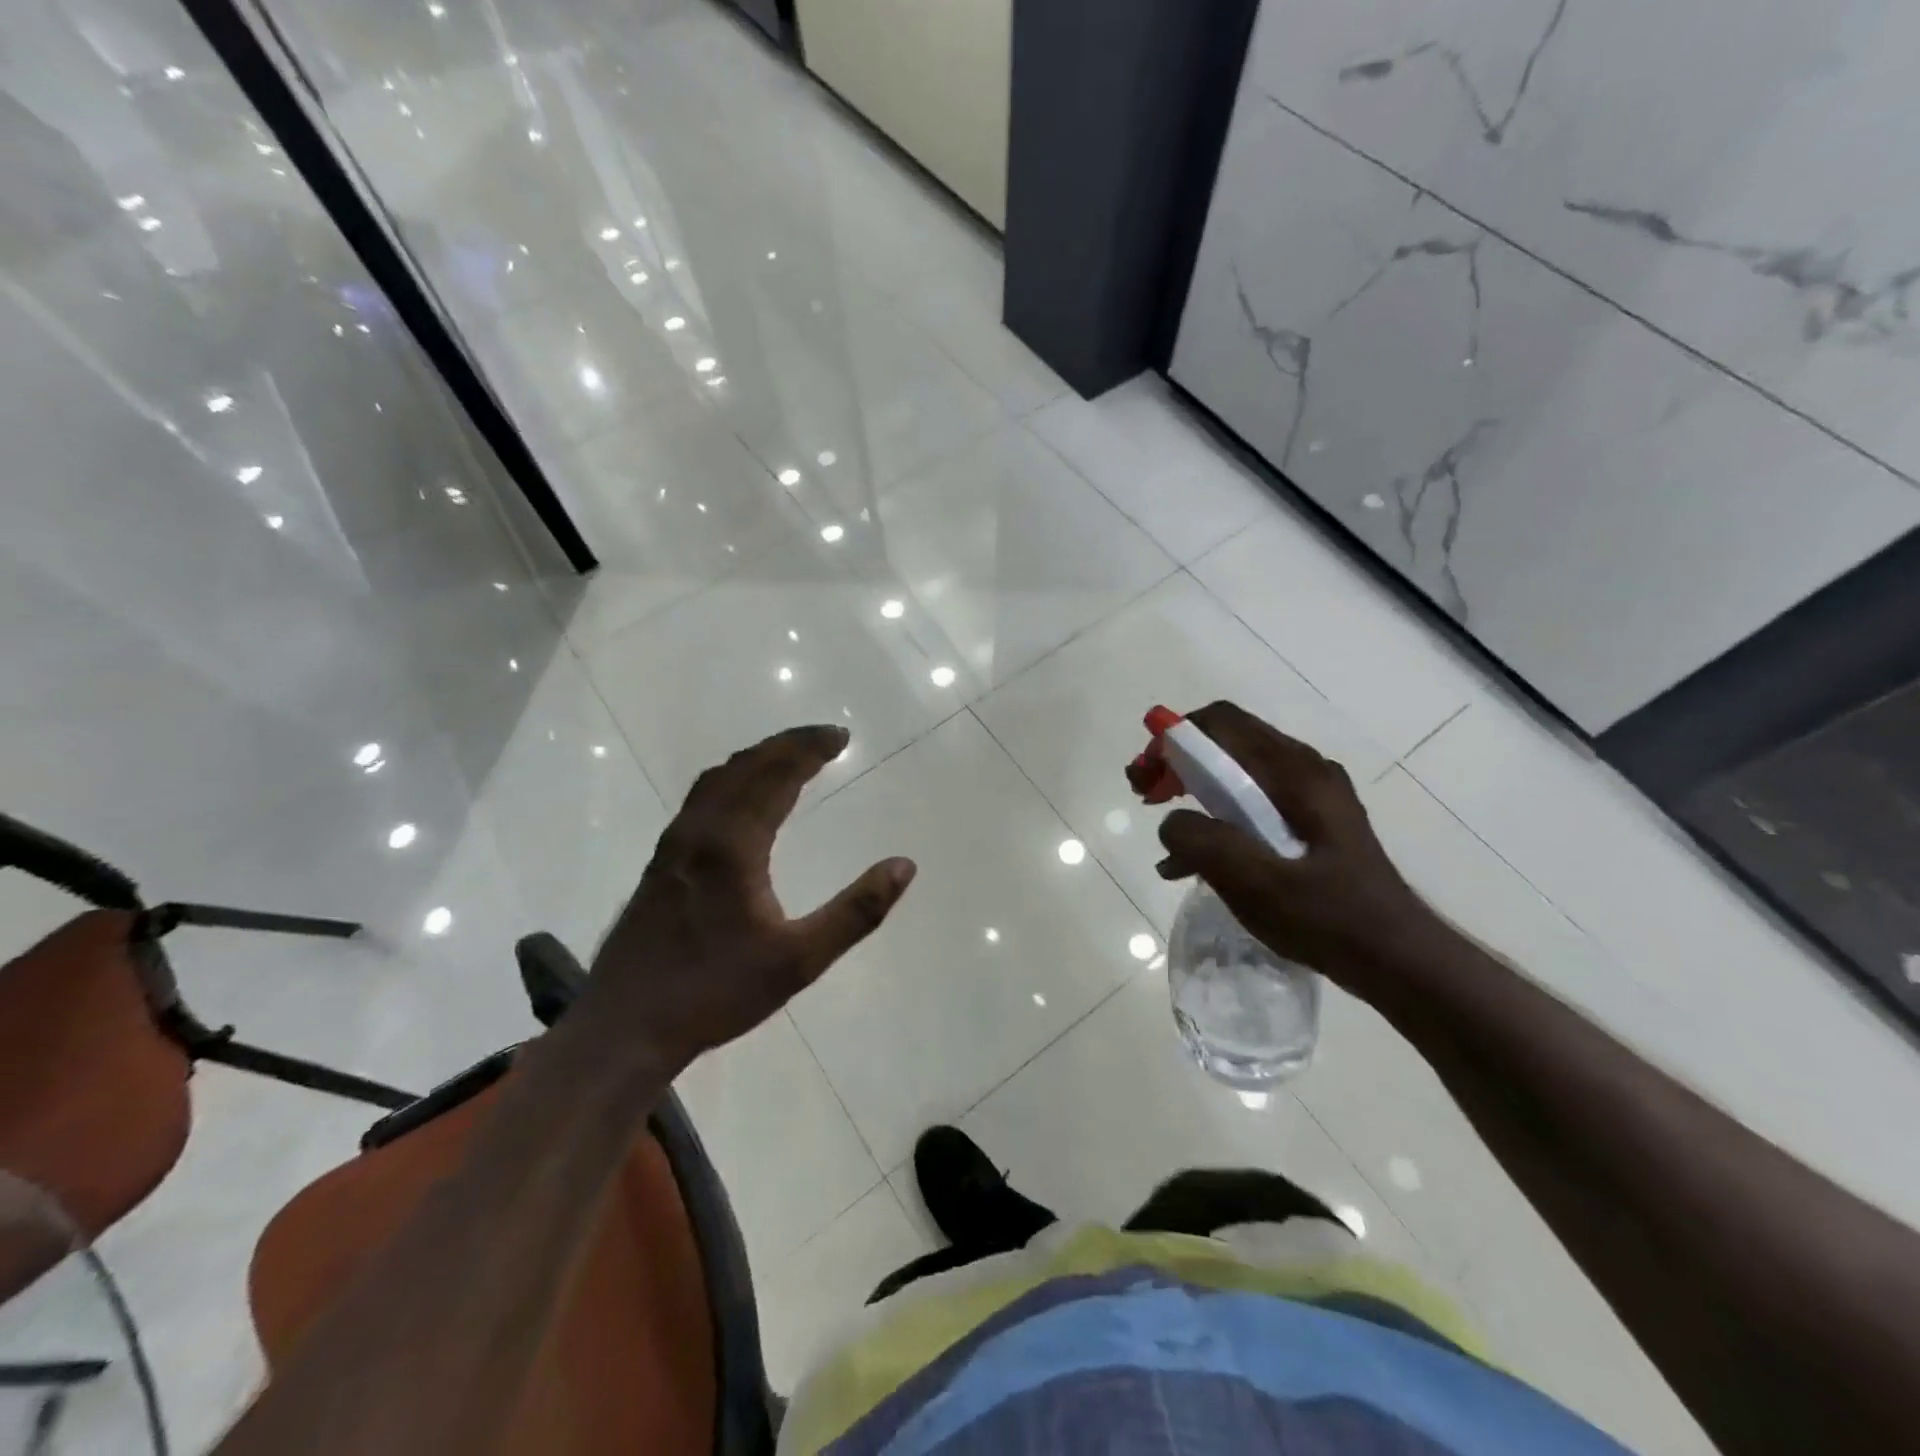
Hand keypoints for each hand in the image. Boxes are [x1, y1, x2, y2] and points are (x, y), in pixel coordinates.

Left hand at [588, 725, 915, 1067]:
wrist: (624, 1027)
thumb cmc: (715, 993)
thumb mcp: (799, 961)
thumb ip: (855, 913)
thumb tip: (903, 866)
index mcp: (732, 845)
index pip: (776, 775)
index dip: (810, 749)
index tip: (842, 736)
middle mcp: (699, 832)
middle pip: (745, 767)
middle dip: (787, 745)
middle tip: (826, 738)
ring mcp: (673, 846)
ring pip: (717, 781)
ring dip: (756, 759)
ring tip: (789, 757)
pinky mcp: (660, 863)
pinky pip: (701, 800)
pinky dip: (732, 780)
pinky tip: (740, 799)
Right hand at [1137, 702, 1441, 987]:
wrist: (1399, 961)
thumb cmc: (1330, 919)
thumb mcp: (1256, 884)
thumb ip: (1203, 843)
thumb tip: (1170, 823)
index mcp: (1295, 773)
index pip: (1221, 723)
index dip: (1172, 738)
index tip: (1145, 777)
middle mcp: (1304, 771)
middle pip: (1226, 742)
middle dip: (1177, 763)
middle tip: (1146, 796)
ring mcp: (1311, 797)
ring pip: (1237, 773)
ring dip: (1193, 792)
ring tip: (1166, 833)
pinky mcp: (1312, 823)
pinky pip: (1253, 803)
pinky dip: (1218, 819)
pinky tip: (1193, 863)